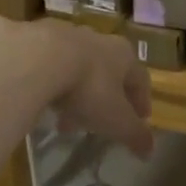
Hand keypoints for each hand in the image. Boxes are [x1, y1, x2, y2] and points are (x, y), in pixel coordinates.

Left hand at [0, 17, 154, 157]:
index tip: (140, 120)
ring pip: (76, 68)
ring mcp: (65, 35)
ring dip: (75, 94)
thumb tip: (149, 151)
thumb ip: (134, 135)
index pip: (140, 79)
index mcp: (123, 55)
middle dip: (105, 100)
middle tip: (97, 126)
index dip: (141, 101)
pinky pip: (48, 65)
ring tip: (64, 120)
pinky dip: (50, 84)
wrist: (38, 58)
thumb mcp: (116, 120)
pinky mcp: (35, 38)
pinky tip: (40, 101)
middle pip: (108, 72)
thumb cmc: (89, 88)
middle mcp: (98, 40)